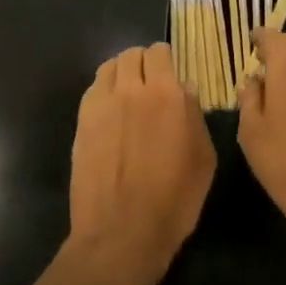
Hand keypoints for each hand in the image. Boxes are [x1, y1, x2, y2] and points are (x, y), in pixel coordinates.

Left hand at [65, 44, 215, 284]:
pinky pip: (94, 89)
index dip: (166, 60)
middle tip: (151, 83)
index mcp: (167, 94)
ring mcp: (102, 104)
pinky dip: (104, 91)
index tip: (171, 74)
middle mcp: (132, 89)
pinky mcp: (82, 121)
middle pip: (132, 54)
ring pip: (110, 67)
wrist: (121, 232)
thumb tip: (185, 91)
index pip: (161, 52)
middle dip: (144, 63)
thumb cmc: (173, 200)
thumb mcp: (203, 159)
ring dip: (122, 73)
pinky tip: (111, 113)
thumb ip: (194, 116)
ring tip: (128, 94)